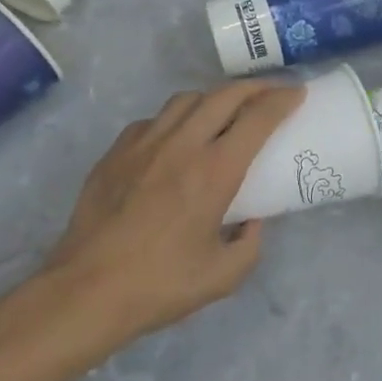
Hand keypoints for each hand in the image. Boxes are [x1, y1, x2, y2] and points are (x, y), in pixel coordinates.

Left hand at [47, 81, 303, 345]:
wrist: (85, 292)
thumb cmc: (160, 285)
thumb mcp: (223, 276)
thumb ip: (250, 244)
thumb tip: (253, 221)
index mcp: (214, 171)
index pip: (257, 118)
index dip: (282, 100)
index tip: (296, 93)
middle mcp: (181, 145)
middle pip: (224, 95)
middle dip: (253, 88)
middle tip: (269, 94)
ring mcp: (144, 144)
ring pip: (186, 99)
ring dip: (213, 99)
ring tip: (223, 111)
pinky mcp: (115, 152)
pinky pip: (153, 120)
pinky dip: (174, 119)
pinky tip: (175, 139)